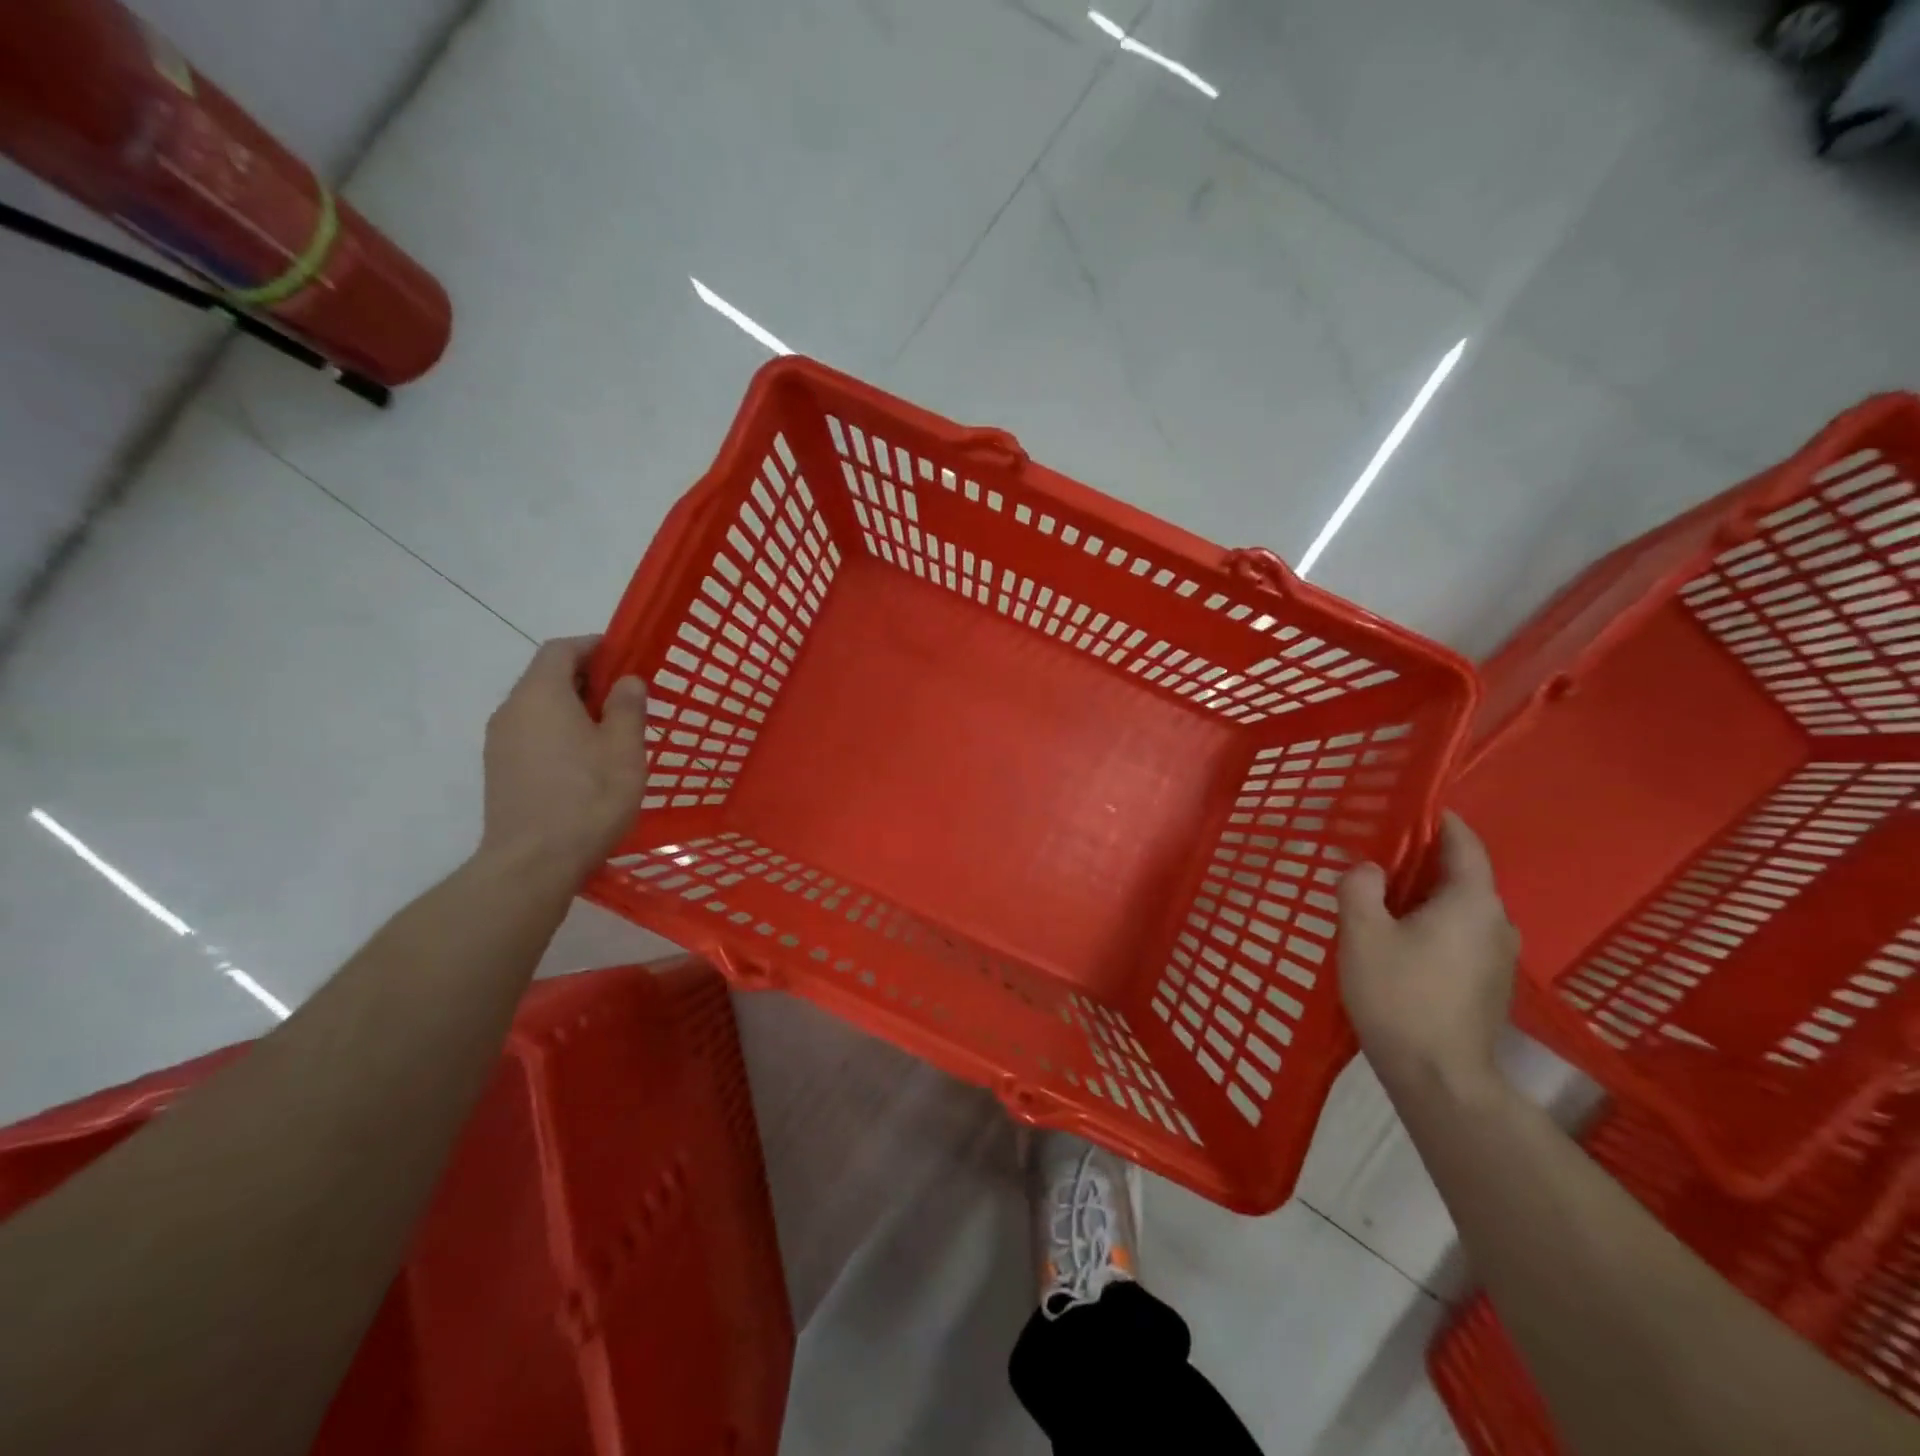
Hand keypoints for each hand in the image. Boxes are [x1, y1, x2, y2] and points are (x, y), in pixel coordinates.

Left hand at [479, 636, 649, 875]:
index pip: (561, 649)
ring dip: (574, 708)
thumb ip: (627, 707)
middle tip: (627, 698)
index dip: (593, 646)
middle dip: (587, 679)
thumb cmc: (588, 799)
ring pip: (539, 707)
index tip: (626, 657)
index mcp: (541, 695)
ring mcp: (500, 743)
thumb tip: (626, 680)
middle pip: (547, 677)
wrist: (533, 864)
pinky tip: (586, 762)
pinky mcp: (500, 771)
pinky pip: (532, 734)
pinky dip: (559, 732)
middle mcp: (512, 710)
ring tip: (611, 733)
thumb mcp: (624, 749)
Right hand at [1337, 812, 1519, 1100]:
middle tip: (1376, 856)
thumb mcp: (1362, 932)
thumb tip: (1370, 870)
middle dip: (1422, 860)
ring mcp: (1499, 957)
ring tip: (1380, 899)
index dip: (1438, 820)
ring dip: (1425, 896)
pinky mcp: (1490, 984)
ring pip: (1460, 908)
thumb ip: (1360, 887)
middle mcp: (1497, 922)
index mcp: (1472, 901)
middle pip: (1462, 875)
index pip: (1464, 842)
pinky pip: (1461, 935)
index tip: (1406, 808)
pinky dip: (1433, 924)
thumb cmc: (1399, 995)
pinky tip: (1399, 941)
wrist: (1439, 1077)